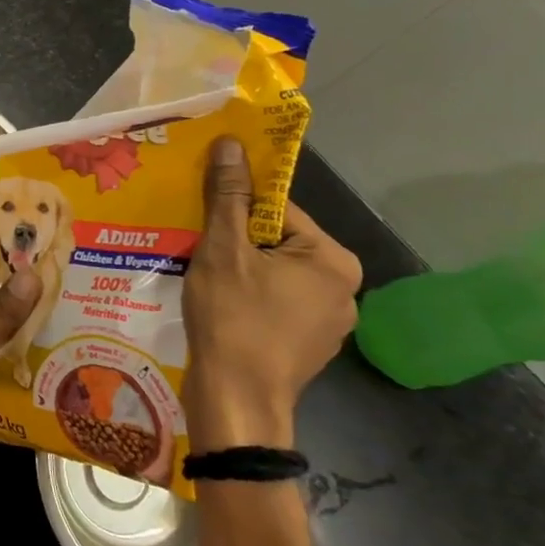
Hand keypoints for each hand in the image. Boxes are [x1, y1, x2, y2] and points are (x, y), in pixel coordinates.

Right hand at [183, 136, 361, 448]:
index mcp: (333, 259)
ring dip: (241, 269)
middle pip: (278, 241)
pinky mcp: (310, 346)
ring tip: (205, 278)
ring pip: (275, 273)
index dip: (236, 210)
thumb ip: (228, 194)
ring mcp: (330, 322)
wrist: (235, 403)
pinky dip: (249, 298)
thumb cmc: (233, 318)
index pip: (279, 210)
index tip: (204, 218)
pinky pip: (276, 302)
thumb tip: (232, 142)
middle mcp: (344, 288)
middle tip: (199, 247)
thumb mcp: (223, 249)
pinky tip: (221, 308)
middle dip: (237, 241)